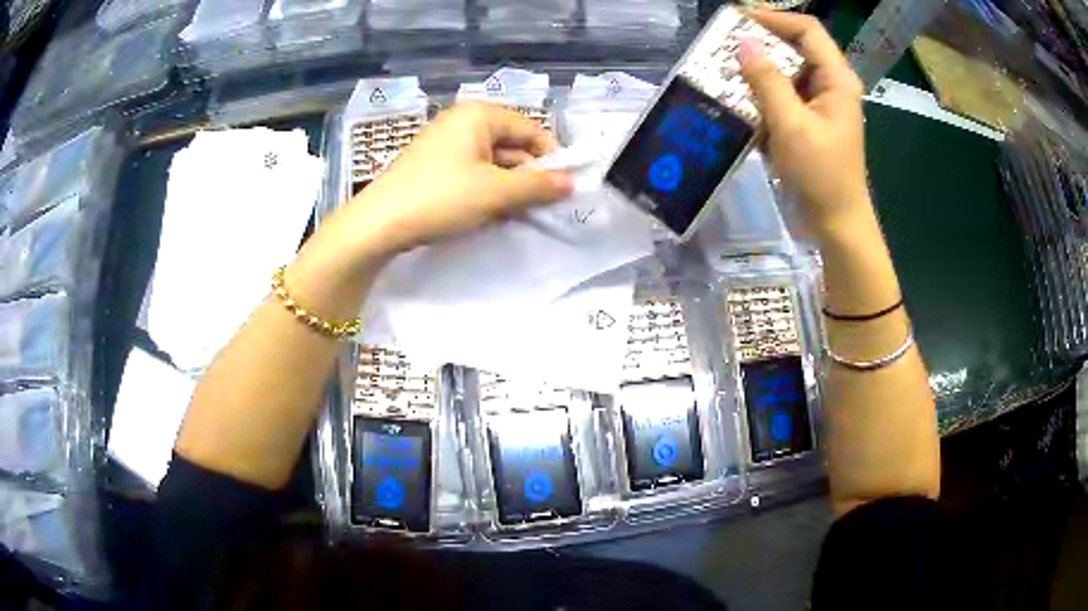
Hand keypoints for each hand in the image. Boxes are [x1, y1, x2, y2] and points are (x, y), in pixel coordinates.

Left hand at [339, 102, 573, 254]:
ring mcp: (444, 142)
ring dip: (508, 186)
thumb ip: (538, 186)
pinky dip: (485, 189)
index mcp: (479, 114)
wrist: (378, 223)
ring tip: (515, 213)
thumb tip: (571, 183)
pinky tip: (488, 212)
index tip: (563, 189)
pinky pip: (471, 171)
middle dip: (528, 175)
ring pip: (492, 160)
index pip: (530, 129)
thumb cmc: (441, 198)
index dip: (551, 157)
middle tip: (541, 206)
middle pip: (511, 143)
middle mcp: (462, 120)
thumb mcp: (496, 192)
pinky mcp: (433, 164)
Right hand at [738, 10, 869, 236]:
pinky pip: (783, 96)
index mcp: (836, 79)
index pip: (807, 30)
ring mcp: (819, 104)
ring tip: (725, 73)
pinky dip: (761, 96)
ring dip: (757, 71)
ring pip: (786, 72)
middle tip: (724, 46)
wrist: (836, 224)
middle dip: (760, 44)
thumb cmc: (821, 176)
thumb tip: (743, 44)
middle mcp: (830, 85)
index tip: (737, 19)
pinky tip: (740, 103)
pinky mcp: (808, 122)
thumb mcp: (791, 126)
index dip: (773, 18)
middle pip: (795, 47)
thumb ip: (767, 81)